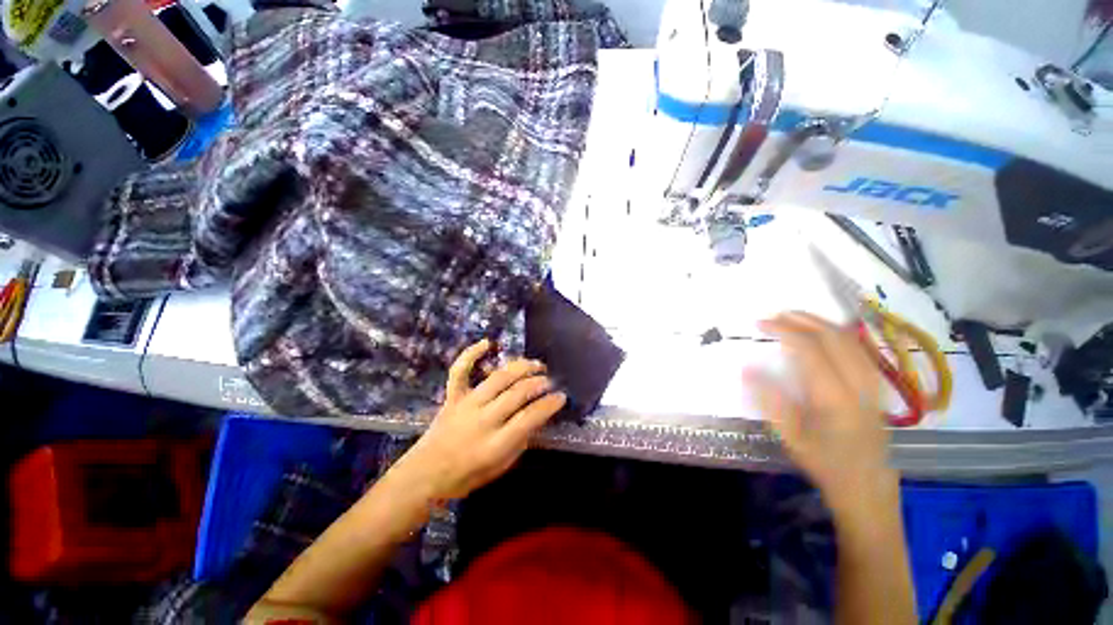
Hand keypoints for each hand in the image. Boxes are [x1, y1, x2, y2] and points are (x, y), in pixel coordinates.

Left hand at [392, 340, 566, 500]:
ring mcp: (466, 404)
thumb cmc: (467, 476)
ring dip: (520, 367)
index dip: (549, 405)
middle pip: (517, 393)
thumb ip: (521, 440)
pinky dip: (472, 354)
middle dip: (538, 384)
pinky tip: (488, 343)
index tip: (561, 397)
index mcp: (496, 444)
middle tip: (549, 381)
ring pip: (498, 378)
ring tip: (535, 364)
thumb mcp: (501, 466)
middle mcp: (483, 420)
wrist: (425, 475)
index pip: (530, 417)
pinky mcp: (453, 396)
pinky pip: (460, 370)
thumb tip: (538, 417)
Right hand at [747, 312, 896, 517]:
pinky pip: (858, 349)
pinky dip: (836, 334)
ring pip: (850, 340)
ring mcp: (871, 384)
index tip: (760, 324)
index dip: (784, 331)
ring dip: (820, 323)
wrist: (866, 485)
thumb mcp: (789, 436)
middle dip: (802, 320)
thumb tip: (747, 368)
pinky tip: (822, 333)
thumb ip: (769, 399)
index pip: (810, 351)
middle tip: (774, 315)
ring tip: (794, 317)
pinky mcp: (875, 387)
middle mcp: (858, 385)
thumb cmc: (824, 463)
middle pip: (834, 338)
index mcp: (834, 399)